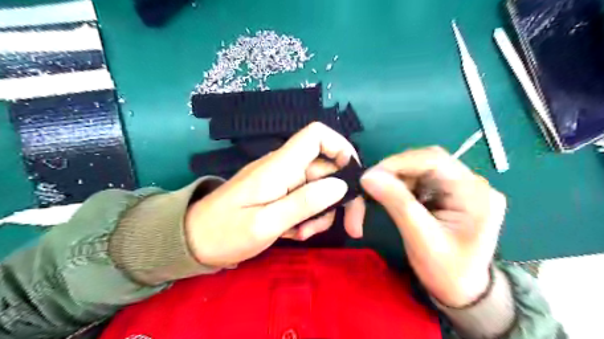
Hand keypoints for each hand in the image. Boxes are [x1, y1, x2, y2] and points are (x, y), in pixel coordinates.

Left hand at [184, 121, 364, 266]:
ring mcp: (282, 181)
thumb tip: (340, 186)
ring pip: (319, 188)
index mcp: (280, 166)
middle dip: (341, 197)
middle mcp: (285, 167)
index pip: (317, 134)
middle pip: (327, 168)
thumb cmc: (225, 232)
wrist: (193, 241)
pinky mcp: (279, 194)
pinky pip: (305, 200)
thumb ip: (303, 203)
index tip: (353, 177)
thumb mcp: (265, 223)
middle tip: (351, 227)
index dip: (341, 147)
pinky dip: (308, 217)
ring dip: (321, 213)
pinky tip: (294, 233)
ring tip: (303, 234)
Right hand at [361, 146, 505, 306]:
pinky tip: (393, 197)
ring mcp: (461, 187)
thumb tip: (368, 176)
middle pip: (427, 161)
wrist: (463, 292)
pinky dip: (402, 185)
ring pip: (421, 169)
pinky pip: (422, 180)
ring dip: (397, 178)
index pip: (434, 159)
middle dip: (396, 171)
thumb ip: (397, 204)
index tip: (370, 175)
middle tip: (371, 184)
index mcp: (474, 193)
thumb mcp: (421, 240)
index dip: (399, 162)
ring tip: (379, 192)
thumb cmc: (447, 272)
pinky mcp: (450, 193)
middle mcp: (472, 183)